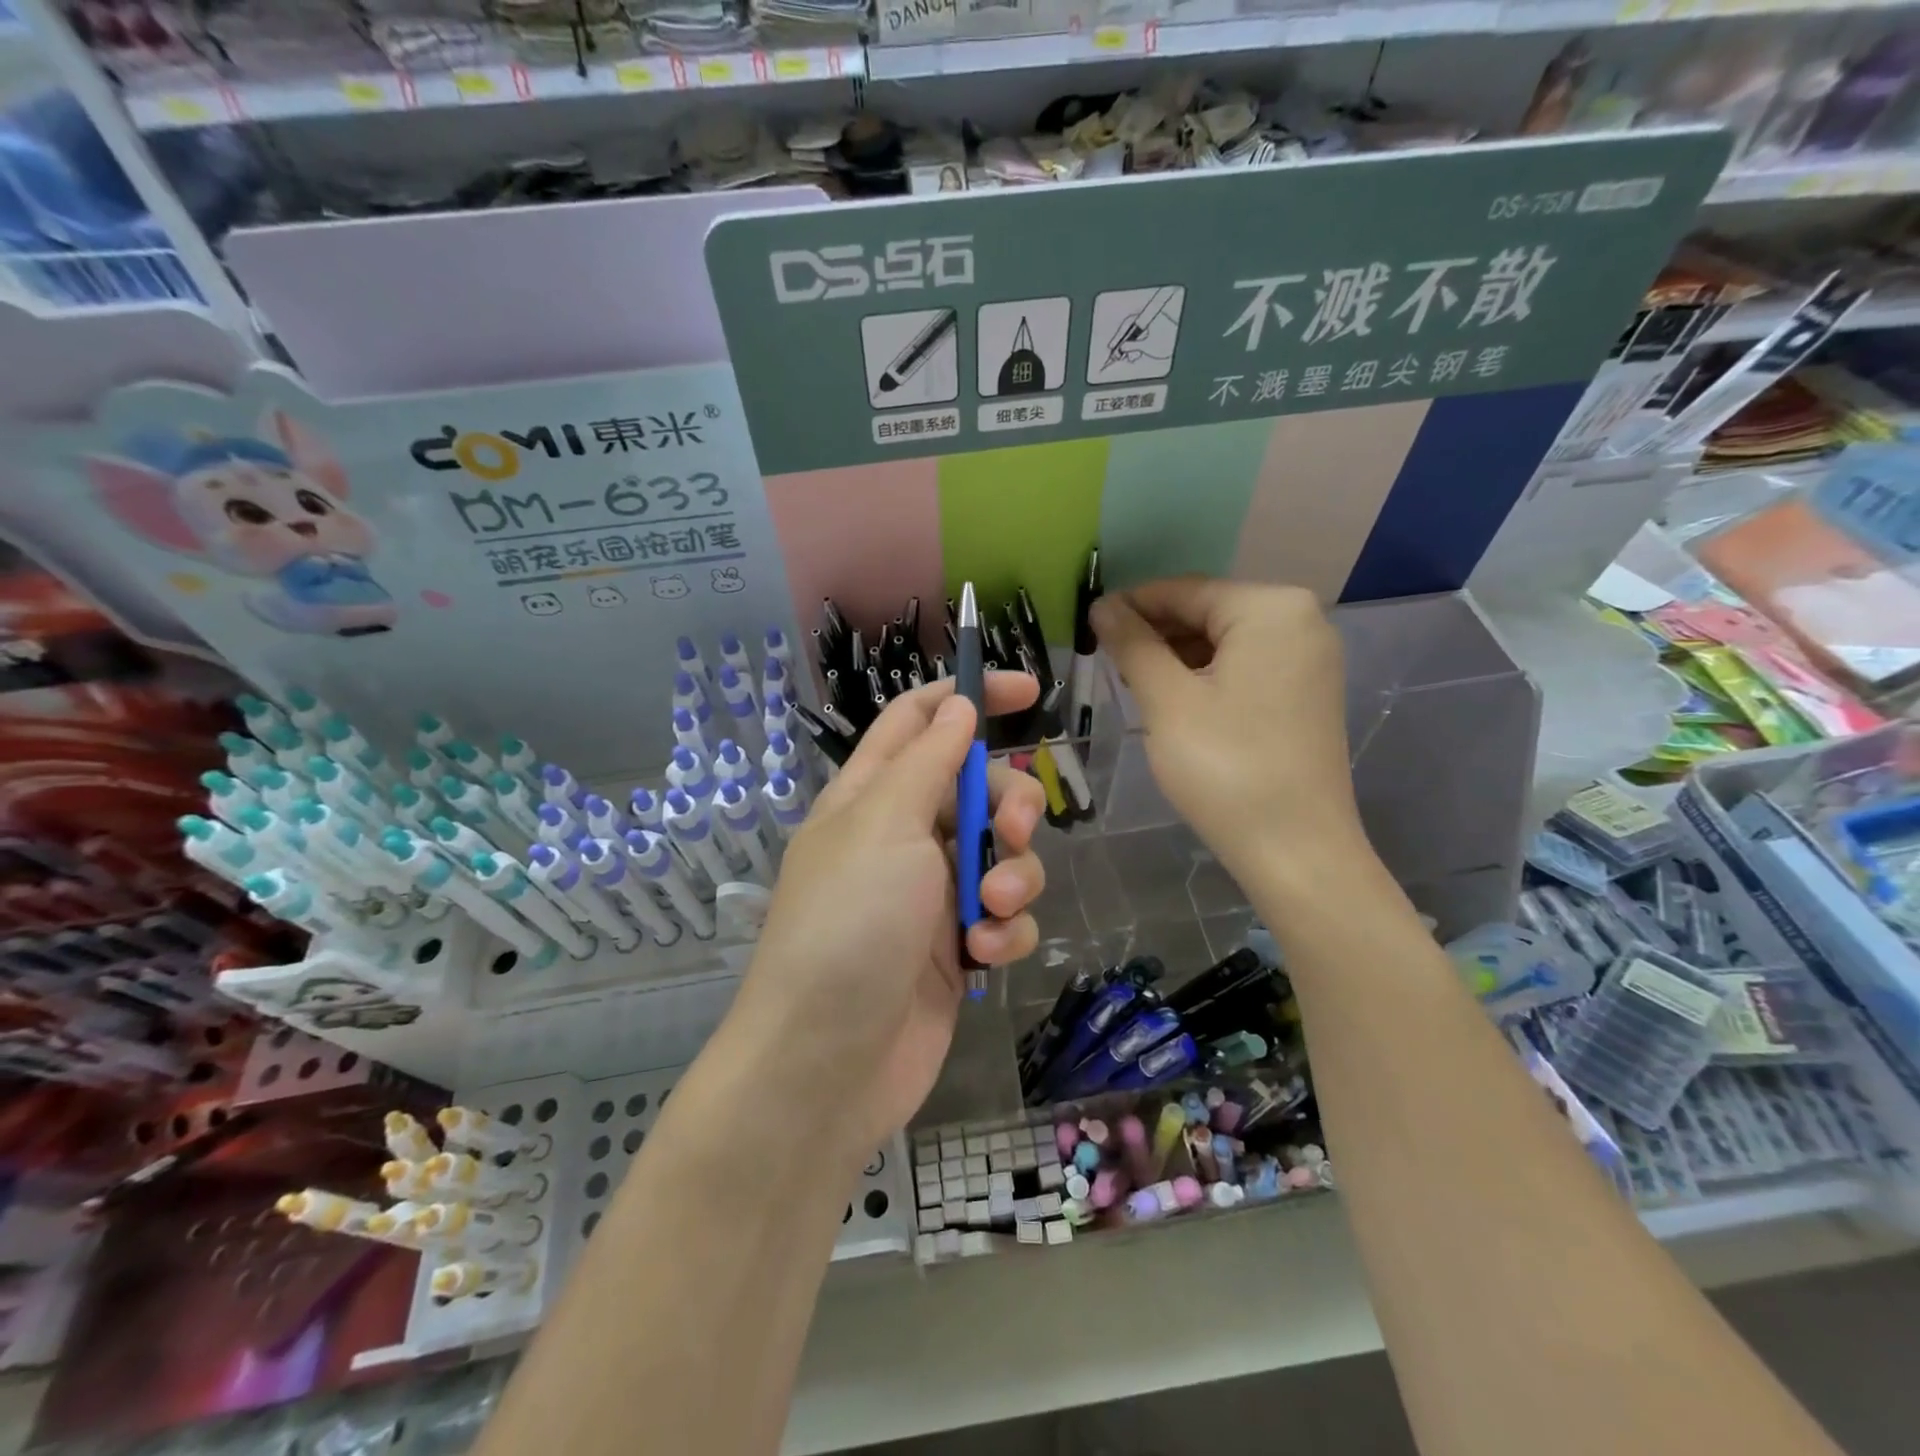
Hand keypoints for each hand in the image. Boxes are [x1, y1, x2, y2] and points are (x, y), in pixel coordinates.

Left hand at [730, 675, 1046, 1156]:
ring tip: (990, 909)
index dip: (970, 696)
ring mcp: (932, 893)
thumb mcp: (885, 824)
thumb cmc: (849, 924)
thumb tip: (957, 703)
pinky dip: (1006, 928)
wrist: (828, 1062)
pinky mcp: (959, 946)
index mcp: (872, 795)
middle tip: (1010, 830)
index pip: (920, 719)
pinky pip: (1005, 915)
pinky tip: (987, 953)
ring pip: (1002, 854)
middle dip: (1008, 803)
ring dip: (1013, 875)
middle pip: (977, 787)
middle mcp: (903, 836)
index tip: (1028, 692)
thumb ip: (929, 760)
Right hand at [1091, 577, 1365, 884]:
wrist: (1296, 851)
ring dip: (1176, 657)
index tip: (1087, 625)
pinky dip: (1205, 676)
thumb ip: (1133, 644)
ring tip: (1133, 683)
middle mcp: (1301, 619)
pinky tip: (1173, 700)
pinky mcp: (1306, 692)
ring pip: (1224, 641)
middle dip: (1155, 633)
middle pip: (1207, 612)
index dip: (1130, 605)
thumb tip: (1102, 605)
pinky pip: (1245, 666)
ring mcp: (1310, 658)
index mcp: (1271, 608)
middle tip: (1106, 660)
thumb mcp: (1167, 701)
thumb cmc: (1225, 768)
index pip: (1184, 590)